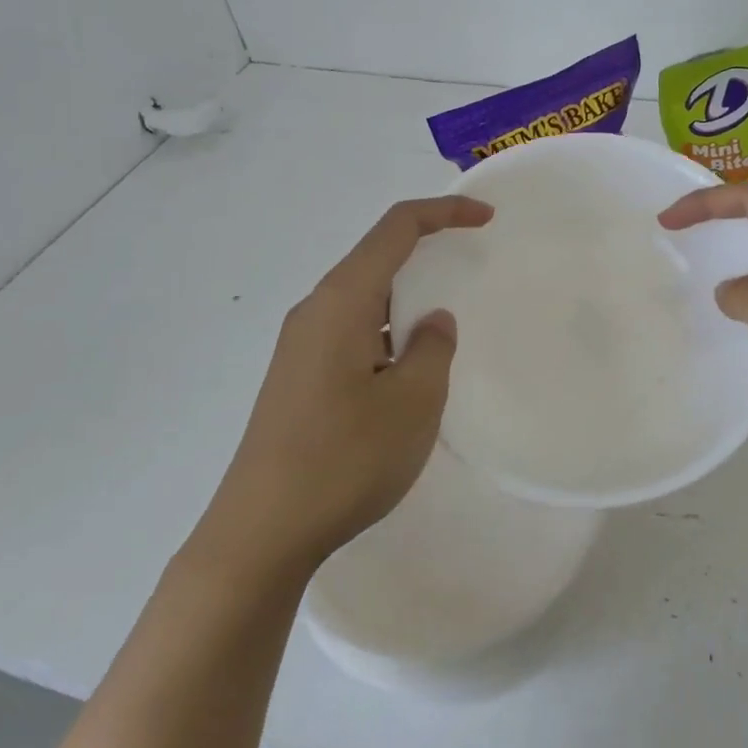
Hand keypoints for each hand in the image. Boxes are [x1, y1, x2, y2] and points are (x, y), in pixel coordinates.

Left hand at [189, 196, 493, 580]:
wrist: (260, 534)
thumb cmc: (345, 459)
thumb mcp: (413, 401)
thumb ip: (433, 348)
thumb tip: (433, 322)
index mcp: (341, 302)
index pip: (395, 230)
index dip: (443, 213)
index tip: (486, 218)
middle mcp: (314, 312)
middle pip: (375, 259)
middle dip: (426, 254)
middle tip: (471, 269)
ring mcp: (300, 347)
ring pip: (364, 300)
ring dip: (407, 301)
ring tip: (445, 326)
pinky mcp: (298, 379)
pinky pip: (352, 333)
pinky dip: (388, 332)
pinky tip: (407, 371)